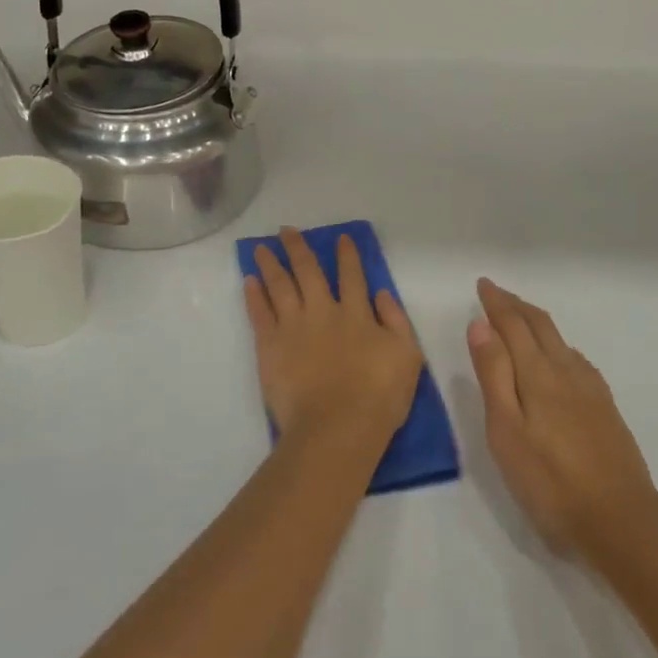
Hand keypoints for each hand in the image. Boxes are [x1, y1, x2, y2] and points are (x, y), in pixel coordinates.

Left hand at [244, 229, 423, 449]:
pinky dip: (254, 294)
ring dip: (270, 264)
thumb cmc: (379, 396)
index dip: (347, 255)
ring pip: (279, 285)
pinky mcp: (270, 346)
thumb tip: (381, 293)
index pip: (352, 276)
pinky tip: (249, 280)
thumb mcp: (407, 356)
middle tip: (286, 230)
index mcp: (357, 314)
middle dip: (298, 248)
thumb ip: (395, 321)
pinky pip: (259, 313)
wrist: (337, 427)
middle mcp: (323, 311)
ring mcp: (293, 327)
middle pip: (308, 271)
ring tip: (260, 247)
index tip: (340, 238)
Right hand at [468, 279, 657, 560]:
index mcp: (538, 374)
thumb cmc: (550, 481)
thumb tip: (481, 325)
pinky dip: (558, 346)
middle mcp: (567, 371)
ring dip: (537, 323)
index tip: (483, 285)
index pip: (514, 325)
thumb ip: (494, 375)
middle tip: (497, 294)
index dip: (497, 303)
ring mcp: (591, 390)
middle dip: (517, 306)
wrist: (621, 520)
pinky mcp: (605, 409)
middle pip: (541, 326)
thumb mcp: (506, 430)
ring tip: (520, 320)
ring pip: (561, 341)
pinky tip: (558, 361)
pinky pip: (576, 360)